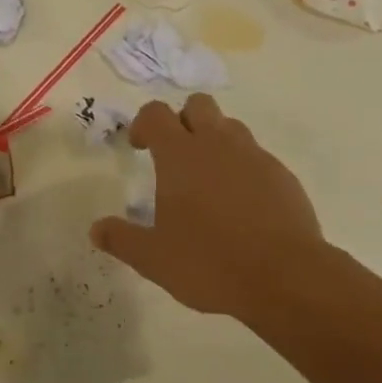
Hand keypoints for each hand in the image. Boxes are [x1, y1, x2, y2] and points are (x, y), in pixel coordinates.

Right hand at [89, 94, 324, 317]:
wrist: (285, 277)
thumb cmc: (209, 262)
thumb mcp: (154, 259)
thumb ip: (122, 239)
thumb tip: (96, 230)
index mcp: (180, 156)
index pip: (156, 113)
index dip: (143, 124)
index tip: (139, 147)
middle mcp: (217, 145)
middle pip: (198, 105)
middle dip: (183, 120)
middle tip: (175, 156)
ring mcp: (255, 157)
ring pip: (231, 127)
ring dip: (215, 140)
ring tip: (209, 180)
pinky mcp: (283, 176)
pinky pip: (257, 156)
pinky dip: (244, 168)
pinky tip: (242, 204)